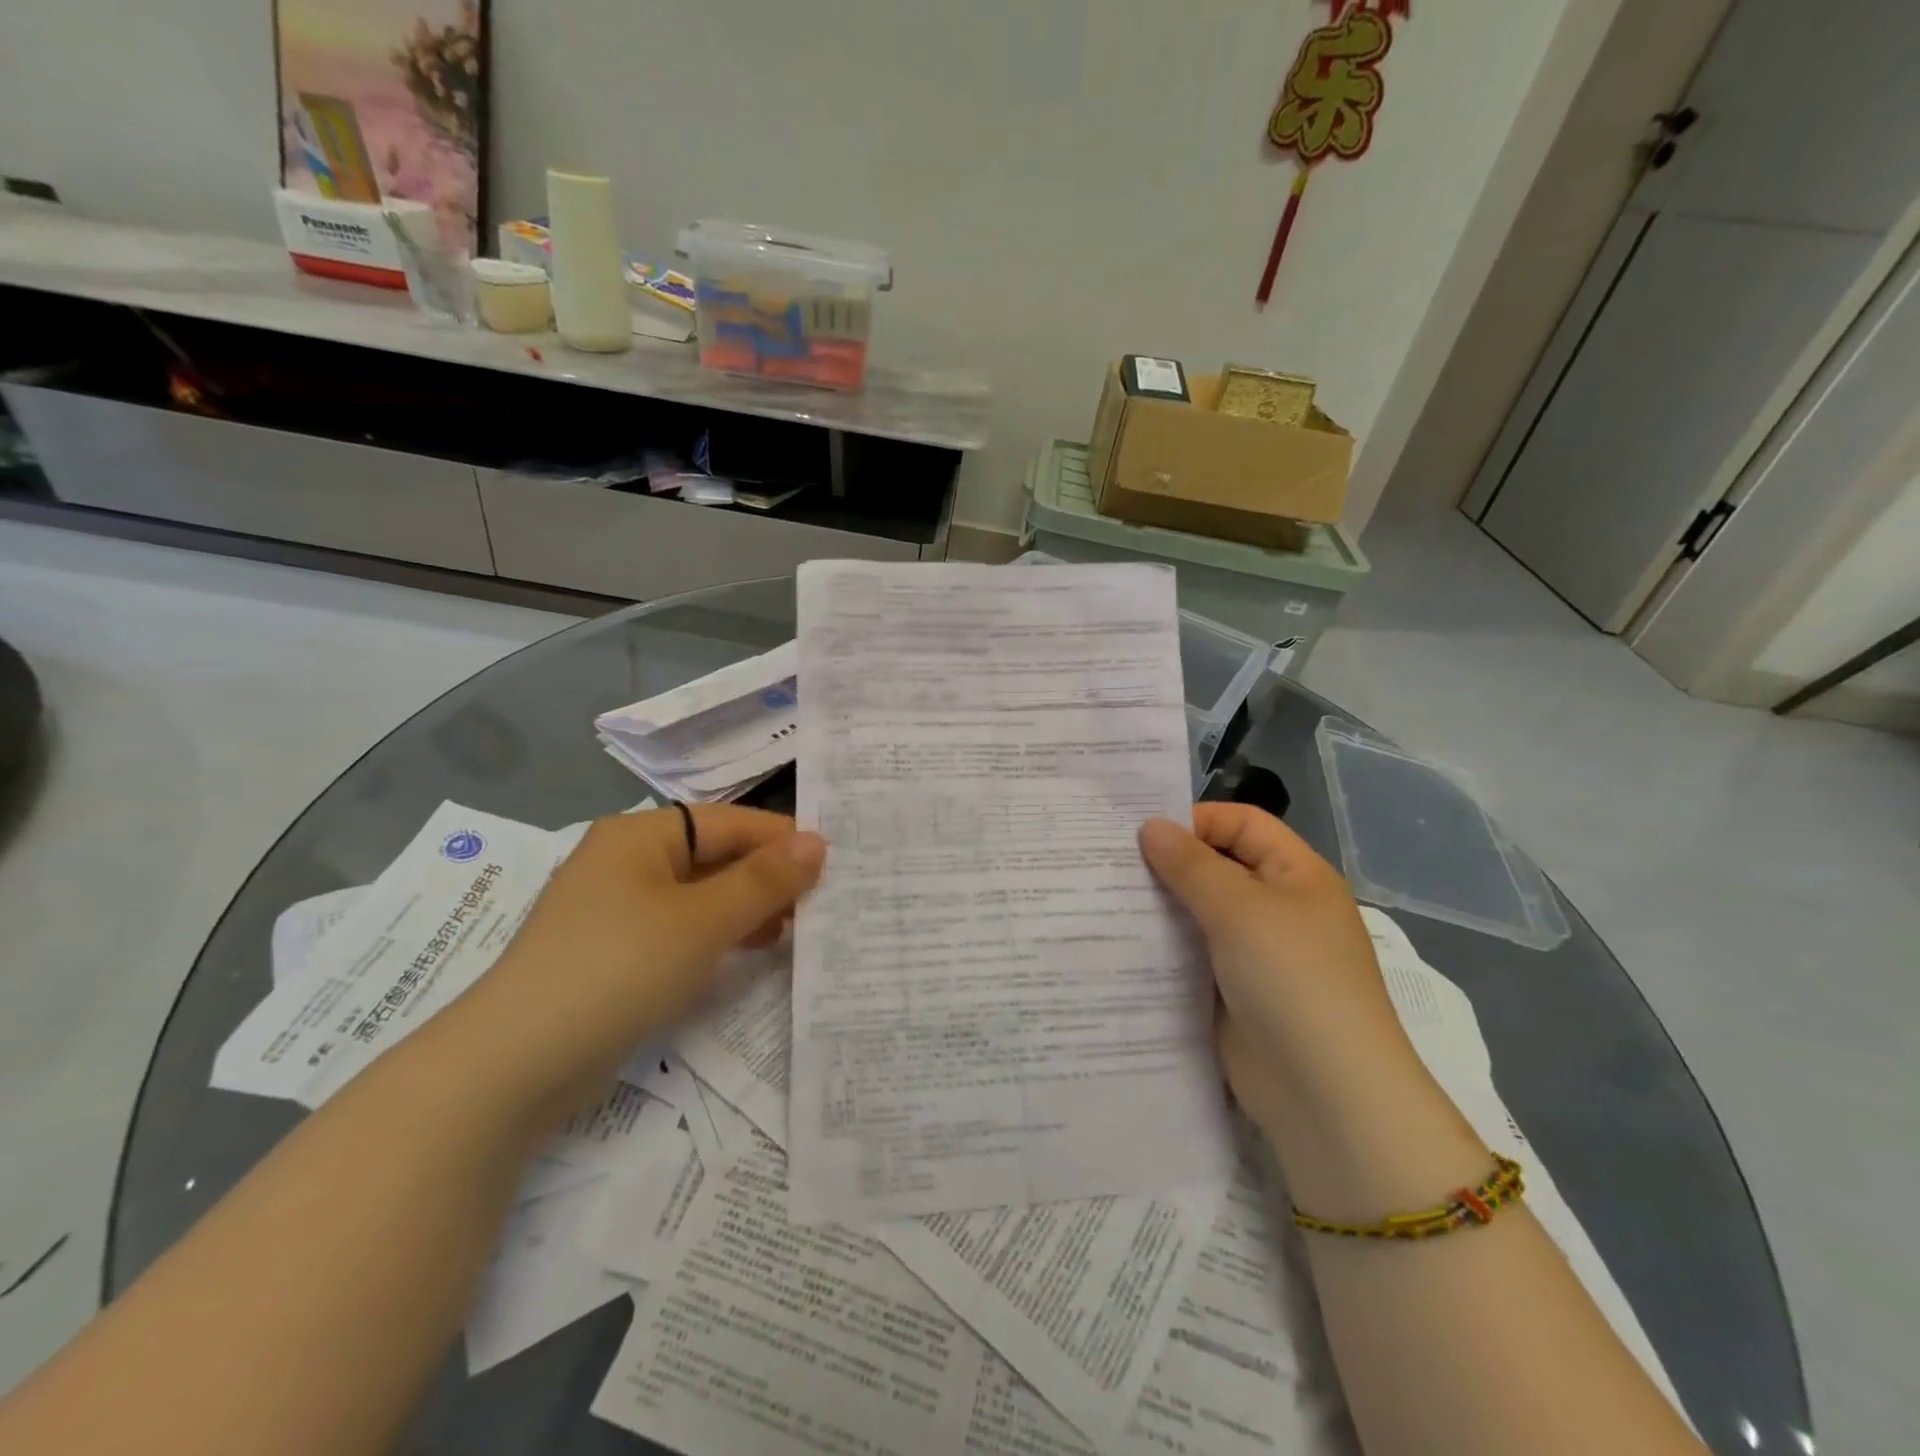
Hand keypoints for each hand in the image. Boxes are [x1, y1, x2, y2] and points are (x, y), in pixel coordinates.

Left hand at [433, 806, 824, 1128]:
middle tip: (822, 905)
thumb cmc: (617, 969)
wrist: (513, 1067)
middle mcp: (629, 862)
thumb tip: (818, 842)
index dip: (782, 841)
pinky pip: (683, 929)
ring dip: (748, 909)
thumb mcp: (701, 922)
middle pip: (717, 857)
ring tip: (795, 932)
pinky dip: (719, 936)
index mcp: (641, 836)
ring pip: (702, 895)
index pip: (730, 822)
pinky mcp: (618, 952)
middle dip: (768, 879)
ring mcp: (620, 909)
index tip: (834, 865)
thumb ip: (764, 881)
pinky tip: (751, 953)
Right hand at [1138, 805, 1420, 1136]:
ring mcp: (1254, 954)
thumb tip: (1150, 827)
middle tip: (1108, 862)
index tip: (1139, 832)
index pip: (1242, 824)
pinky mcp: (1232, 992)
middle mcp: (1277, 907)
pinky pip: (1192, 955)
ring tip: (1104, 898)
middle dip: (1168, 863)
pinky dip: (1162, 947)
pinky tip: (1121, 943)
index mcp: (1295, 875)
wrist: (1326, 1095)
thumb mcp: (1240, 910)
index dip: (1195, 821)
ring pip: (1199, 913)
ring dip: (1160, 907)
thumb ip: (1191, 865)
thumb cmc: (1292, 981)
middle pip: (1217, 867)